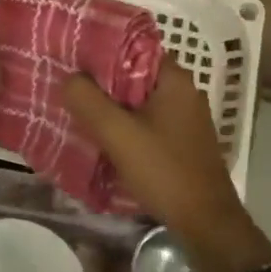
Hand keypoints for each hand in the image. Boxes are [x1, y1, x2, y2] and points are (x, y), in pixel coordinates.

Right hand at [63, 58, 252, 248]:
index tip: (69, 57)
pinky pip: (143, 120)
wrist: (205, 223)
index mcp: (174, 80)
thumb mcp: (118, 134)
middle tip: (65, 83)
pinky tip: (98, 133)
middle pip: (131, 74)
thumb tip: (68, 78)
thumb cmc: (164, 171)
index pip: (131, 48)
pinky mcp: (178, 140)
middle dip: (99, 80)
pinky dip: (122, 123)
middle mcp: (182, 92)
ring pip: (135, 100)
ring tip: (74, 106)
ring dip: (108, 104)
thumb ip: (88, 101)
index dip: (98, 51)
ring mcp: (183, 117)